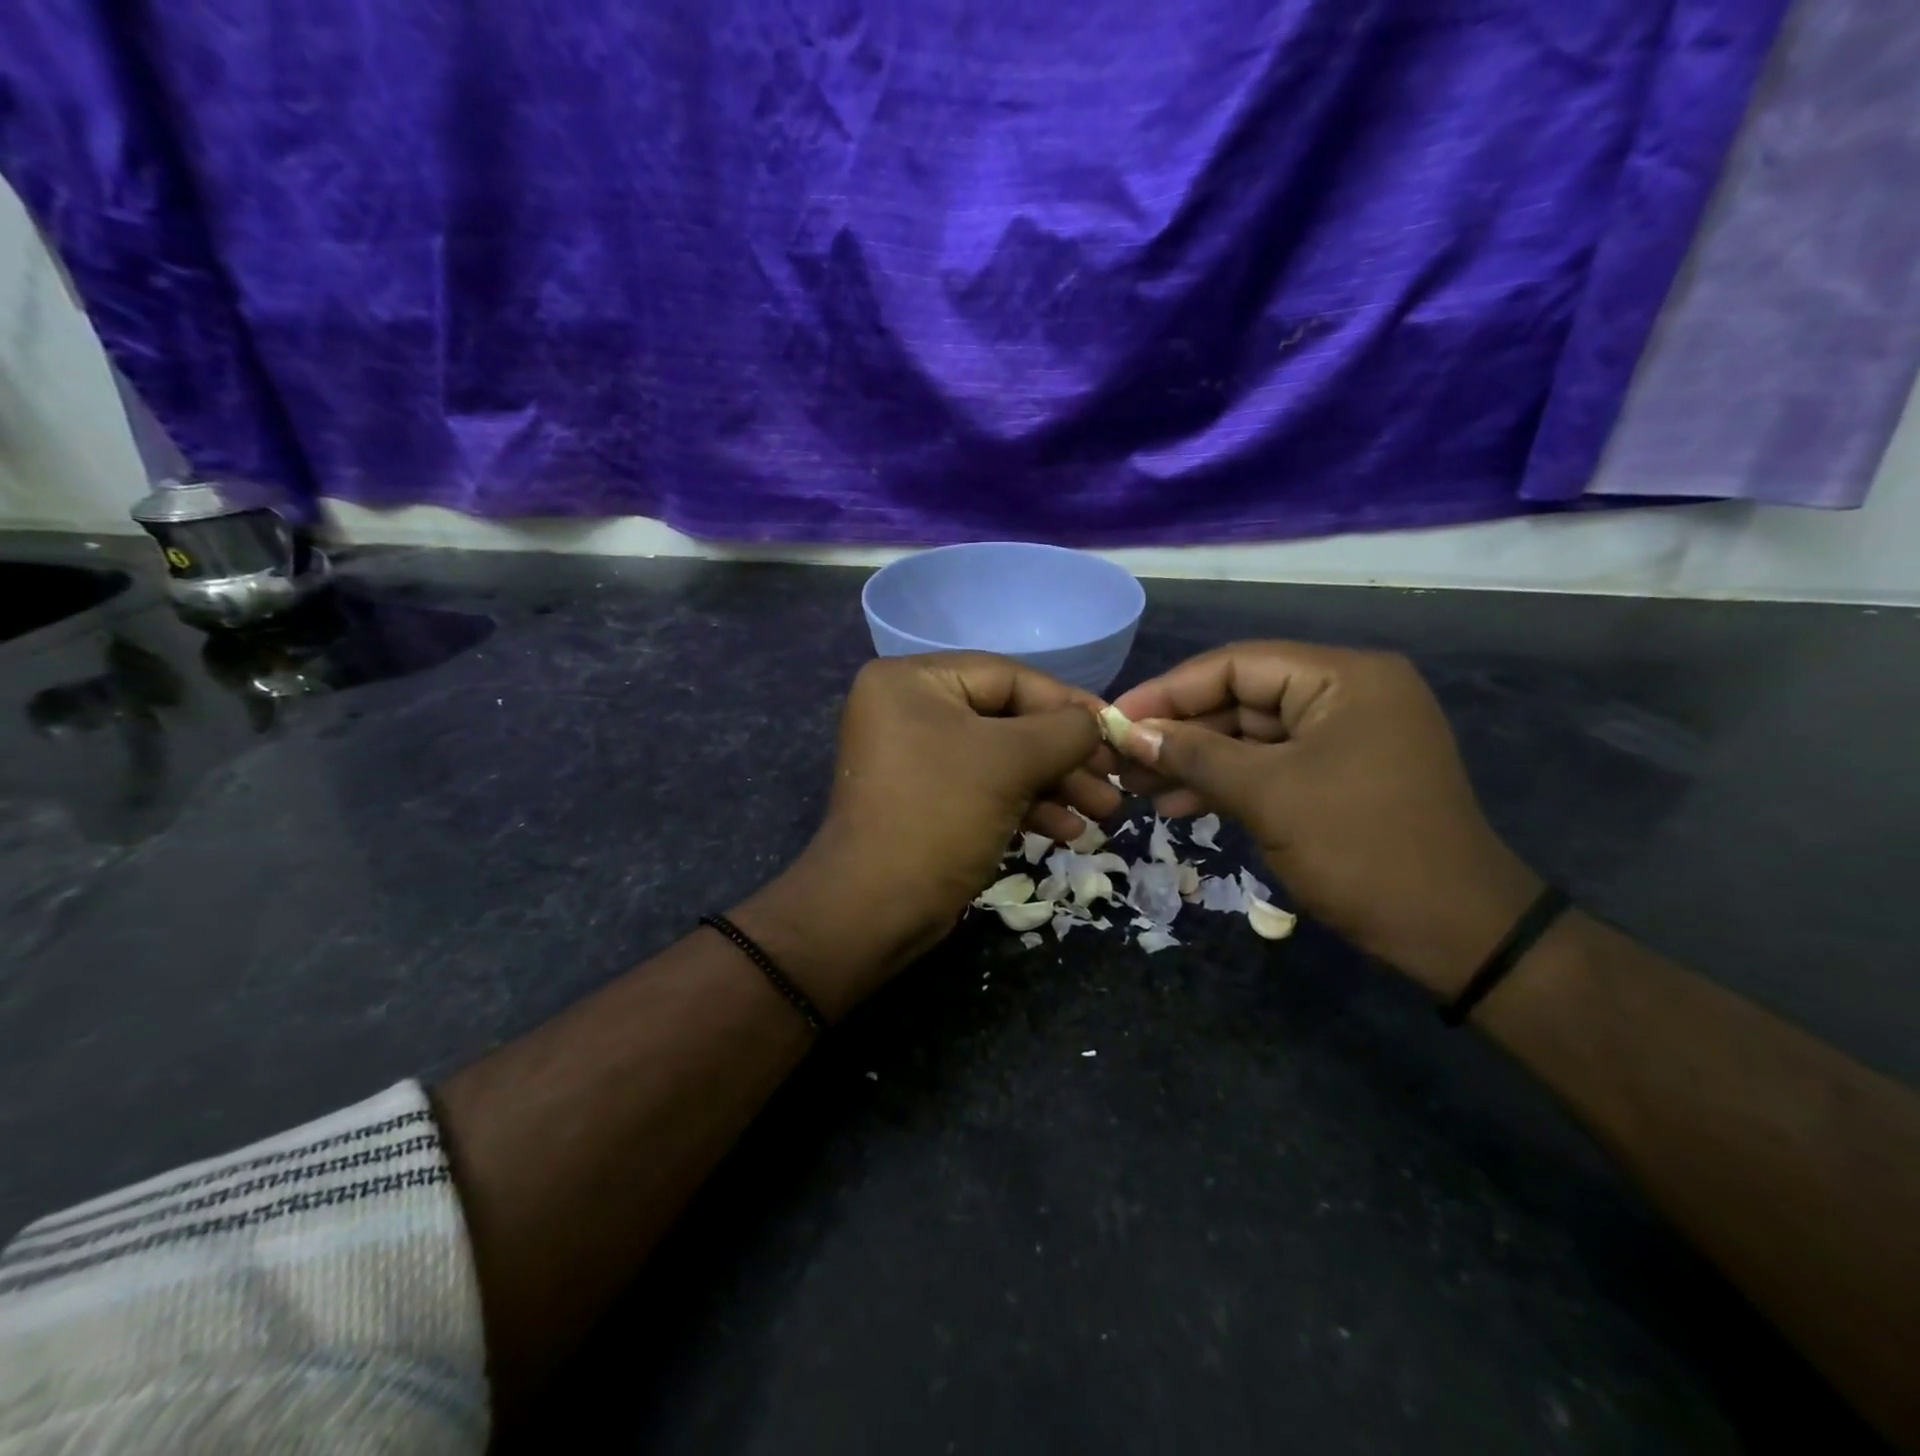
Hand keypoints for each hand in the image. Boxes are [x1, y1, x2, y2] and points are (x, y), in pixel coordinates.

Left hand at [737, 654, 1115, 1017]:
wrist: (874, 911)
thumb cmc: (940, 815)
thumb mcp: (1010, 762)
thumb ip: (1064, 730)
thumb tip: (1097, 722)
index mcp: (911, 681)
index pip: (1006, 677)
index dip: (1066, 703)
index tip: (1114, 729)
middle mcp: (908, 709)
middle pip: (1007, 719)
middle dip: (1064, 754)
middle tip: (1114, 778)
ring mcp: (915, 757)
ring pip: (1001, 758)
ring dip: (1055, 784)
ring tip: (1104, 811)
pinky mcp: (926, 799)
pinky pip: (984, 788)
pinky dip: (1026, 806)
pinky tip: (1069, 831)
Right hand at [1110, 642, 1540, 995]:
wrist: (1454, 933)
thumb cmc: (1361, 849)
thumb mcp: (1267, 796)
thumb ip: (1194, 755)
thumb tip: (1129, 733)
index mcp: (1342, 678)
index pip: (1236, 664)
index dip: (1169, 690)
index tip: (1115, 718)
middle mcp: (1345, 694)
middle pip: (1241, 698)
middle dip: (1179, 731)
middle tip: (1120, 758)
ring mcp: (1343, 736)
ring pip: (1249, 736)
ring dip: (1194, 761)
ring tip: (1137, 787)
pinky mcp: (1337, 775)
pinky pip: (1269, 765)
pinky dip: (1225, 782)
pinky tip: (1176, 804)